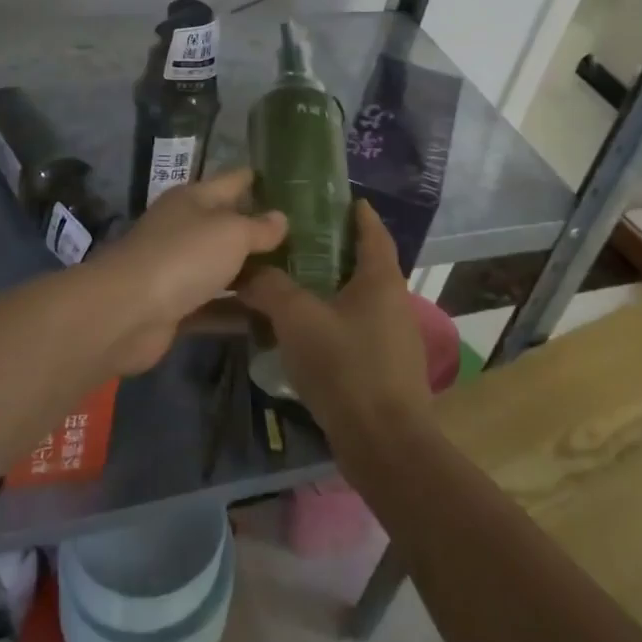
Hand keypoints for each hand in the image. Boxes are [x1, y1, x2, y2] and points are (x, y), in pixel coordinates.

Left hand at [95, 170, 286, 374]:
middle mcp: (183, 228)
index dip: (257, 180)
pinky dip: (237, 309)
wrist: (127, 312)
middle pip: (227, 226)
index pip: (232, 181)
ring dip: (251, 273)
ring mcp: (177, 269)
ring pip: (222, 267)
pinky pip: (214, 304)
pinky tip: (270, 317)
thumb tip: (281, 217)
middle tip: (304, 238)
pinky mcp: (175, 306)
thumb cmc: (183, 257)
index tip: (289, 183)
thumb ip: (259, 227)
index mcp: (193, 199)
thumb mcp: (231, 233)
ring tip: (294, 278)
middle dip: (260, 231)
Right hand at [238, 200, 431, 452]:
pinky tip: (301, 332)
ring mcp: (393, 339)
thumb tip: (248, 272)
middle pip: (365, 265)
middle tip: (296, 240)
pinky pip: (354, 331)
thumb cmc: (345, 367)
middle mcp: (393, 303)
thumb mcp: (298, 318)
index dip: (358, 213)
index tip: (340, 198)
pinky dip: (330, 321)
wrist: (383, 443)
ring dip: (329, 289)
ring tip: (290, 283)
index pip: (373, 232)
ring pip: (357, 300)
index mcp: (381, 280)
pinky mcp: (384, 369)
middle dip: (335, 251)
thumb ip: (271, 288)